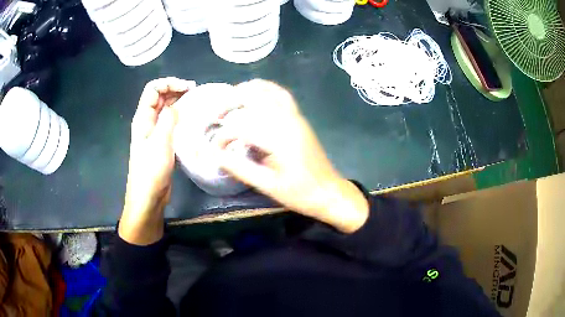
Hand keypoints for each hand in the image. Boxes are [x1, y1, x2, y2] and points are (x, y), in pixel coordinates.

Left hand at [120, 77, 195, 244]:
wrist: (148, 197)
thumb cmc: (151, 171)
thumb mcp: (160, 143)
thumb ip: (168, 120)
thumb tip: (177, 105)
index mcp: (143, 118)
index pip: (153, 89)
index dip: (169, 83)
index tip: (188, 89)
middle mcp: (147, 122)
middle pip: (159, 96)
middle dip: (175, 89)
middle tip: (195, 93)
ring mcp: (153, 132)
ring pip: (165, 108)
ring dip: (178, 102)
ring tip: (195, 103)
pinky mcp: (161, 142)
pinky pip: (169, 122)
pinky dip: (179, 116)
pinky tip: (190, 120)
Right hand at [214, 80, 368, 232]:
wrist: (328, 192)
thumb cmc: (300, 193)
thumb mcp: (268, 186)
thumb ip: (240, 169)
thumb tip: (215, 156)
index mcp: (279, 139)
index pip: (242, 127)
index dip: (224, 136)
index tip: (216, 149)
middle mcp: (287, 121)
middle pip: (253, 98)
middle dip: (229, 103)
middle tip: (215, 116)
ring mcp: (295, 117)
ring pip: (268, 91)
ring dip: (246, 90)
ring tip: (229, 99)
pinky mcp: (299, 118)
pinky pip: (282, 95)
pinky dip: (266, 89)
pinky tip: (255, 94)